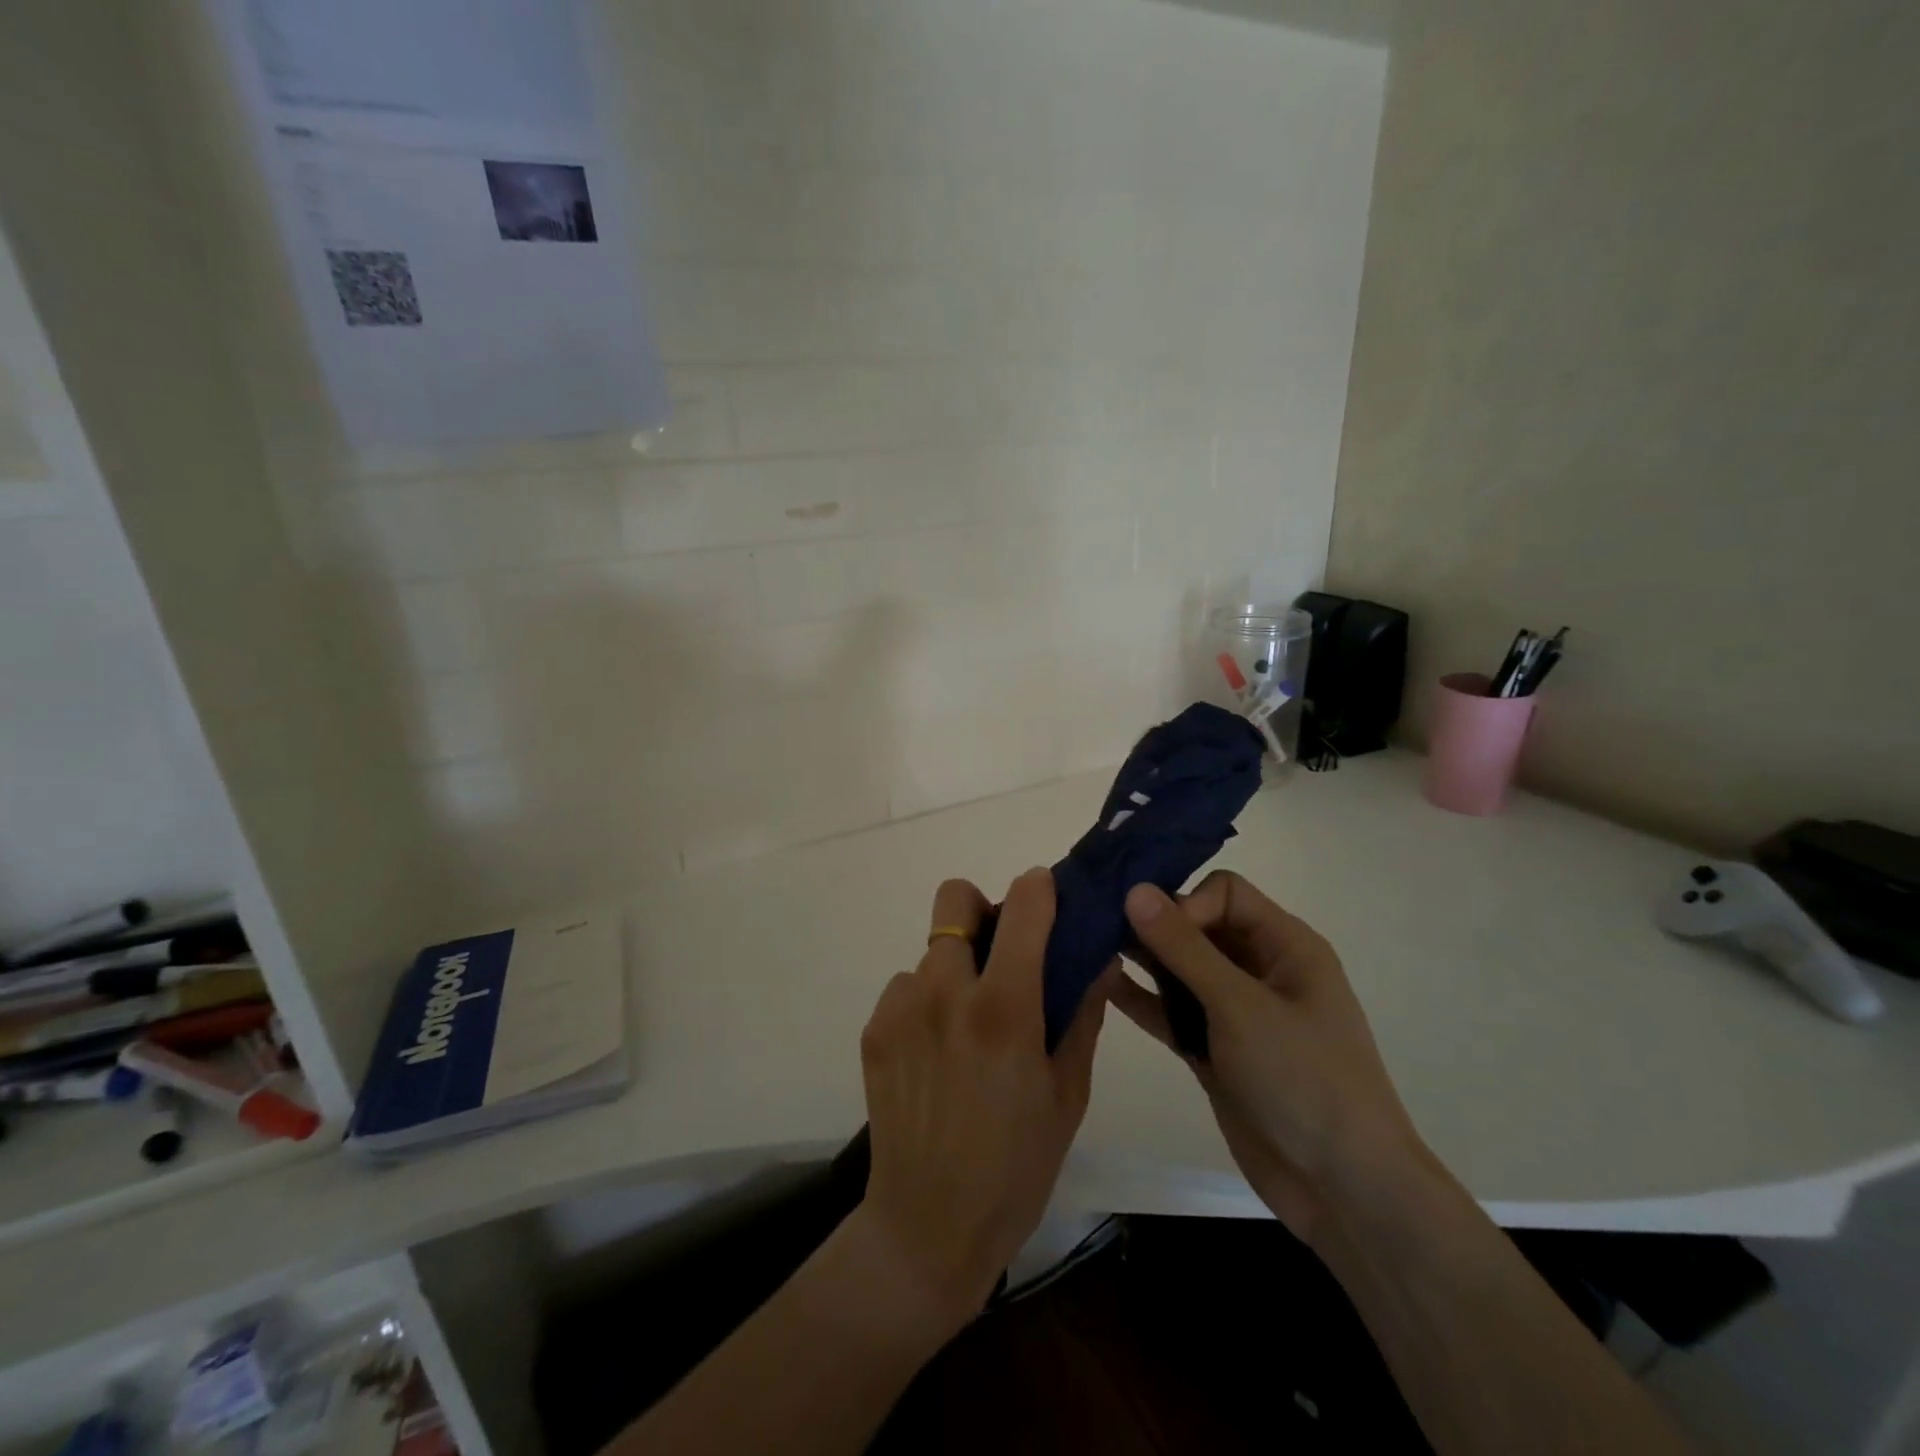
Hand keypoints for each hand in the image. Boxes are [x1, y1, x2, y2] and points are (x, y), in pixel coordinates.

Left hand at [856, 869, 1111, 1335]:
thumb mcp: (1068, 1093)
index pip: (1022, 905)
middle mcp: (946, 992)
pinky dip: (925, 1002)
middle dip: (981, 909)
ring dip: (954, 968)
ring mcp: (902, 1008)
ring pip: (931, 950)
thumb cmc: (1017, 1165)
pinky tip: (936, 1053)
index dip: (1039, 887)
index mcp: (1004, 1008)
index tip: (1049, 897)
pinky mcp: (874, 1030)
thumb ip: (1083, 1014)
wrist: (928, 1227)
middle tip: (999, 953)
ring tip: (967, 1026)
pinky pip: (905, 987)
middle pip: (955, 898)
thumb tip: (1097, 957)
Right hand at [1113, 873, 1421, 1245]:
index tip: (1157, 933)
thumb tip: (1135, 889)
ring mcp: (1235, 1012)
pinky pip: (1172, 1010)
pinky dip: (1142, 998)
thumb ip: (1185, 948)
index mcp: (1285, 945)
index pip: (1224, 893)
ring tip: (1088, 947)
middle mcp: (1259, 969)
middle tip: (1097, 924)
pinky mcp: (1215, 1049)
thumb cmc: (1304, 1080)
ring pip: (1180, 968)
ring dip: (1141, 958)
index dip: (1186, 903)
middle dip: (1152, 924)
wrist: (1344, 1191)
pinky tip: (1100, 985)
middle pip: (1198, 926)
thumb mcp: (1241, 1006)